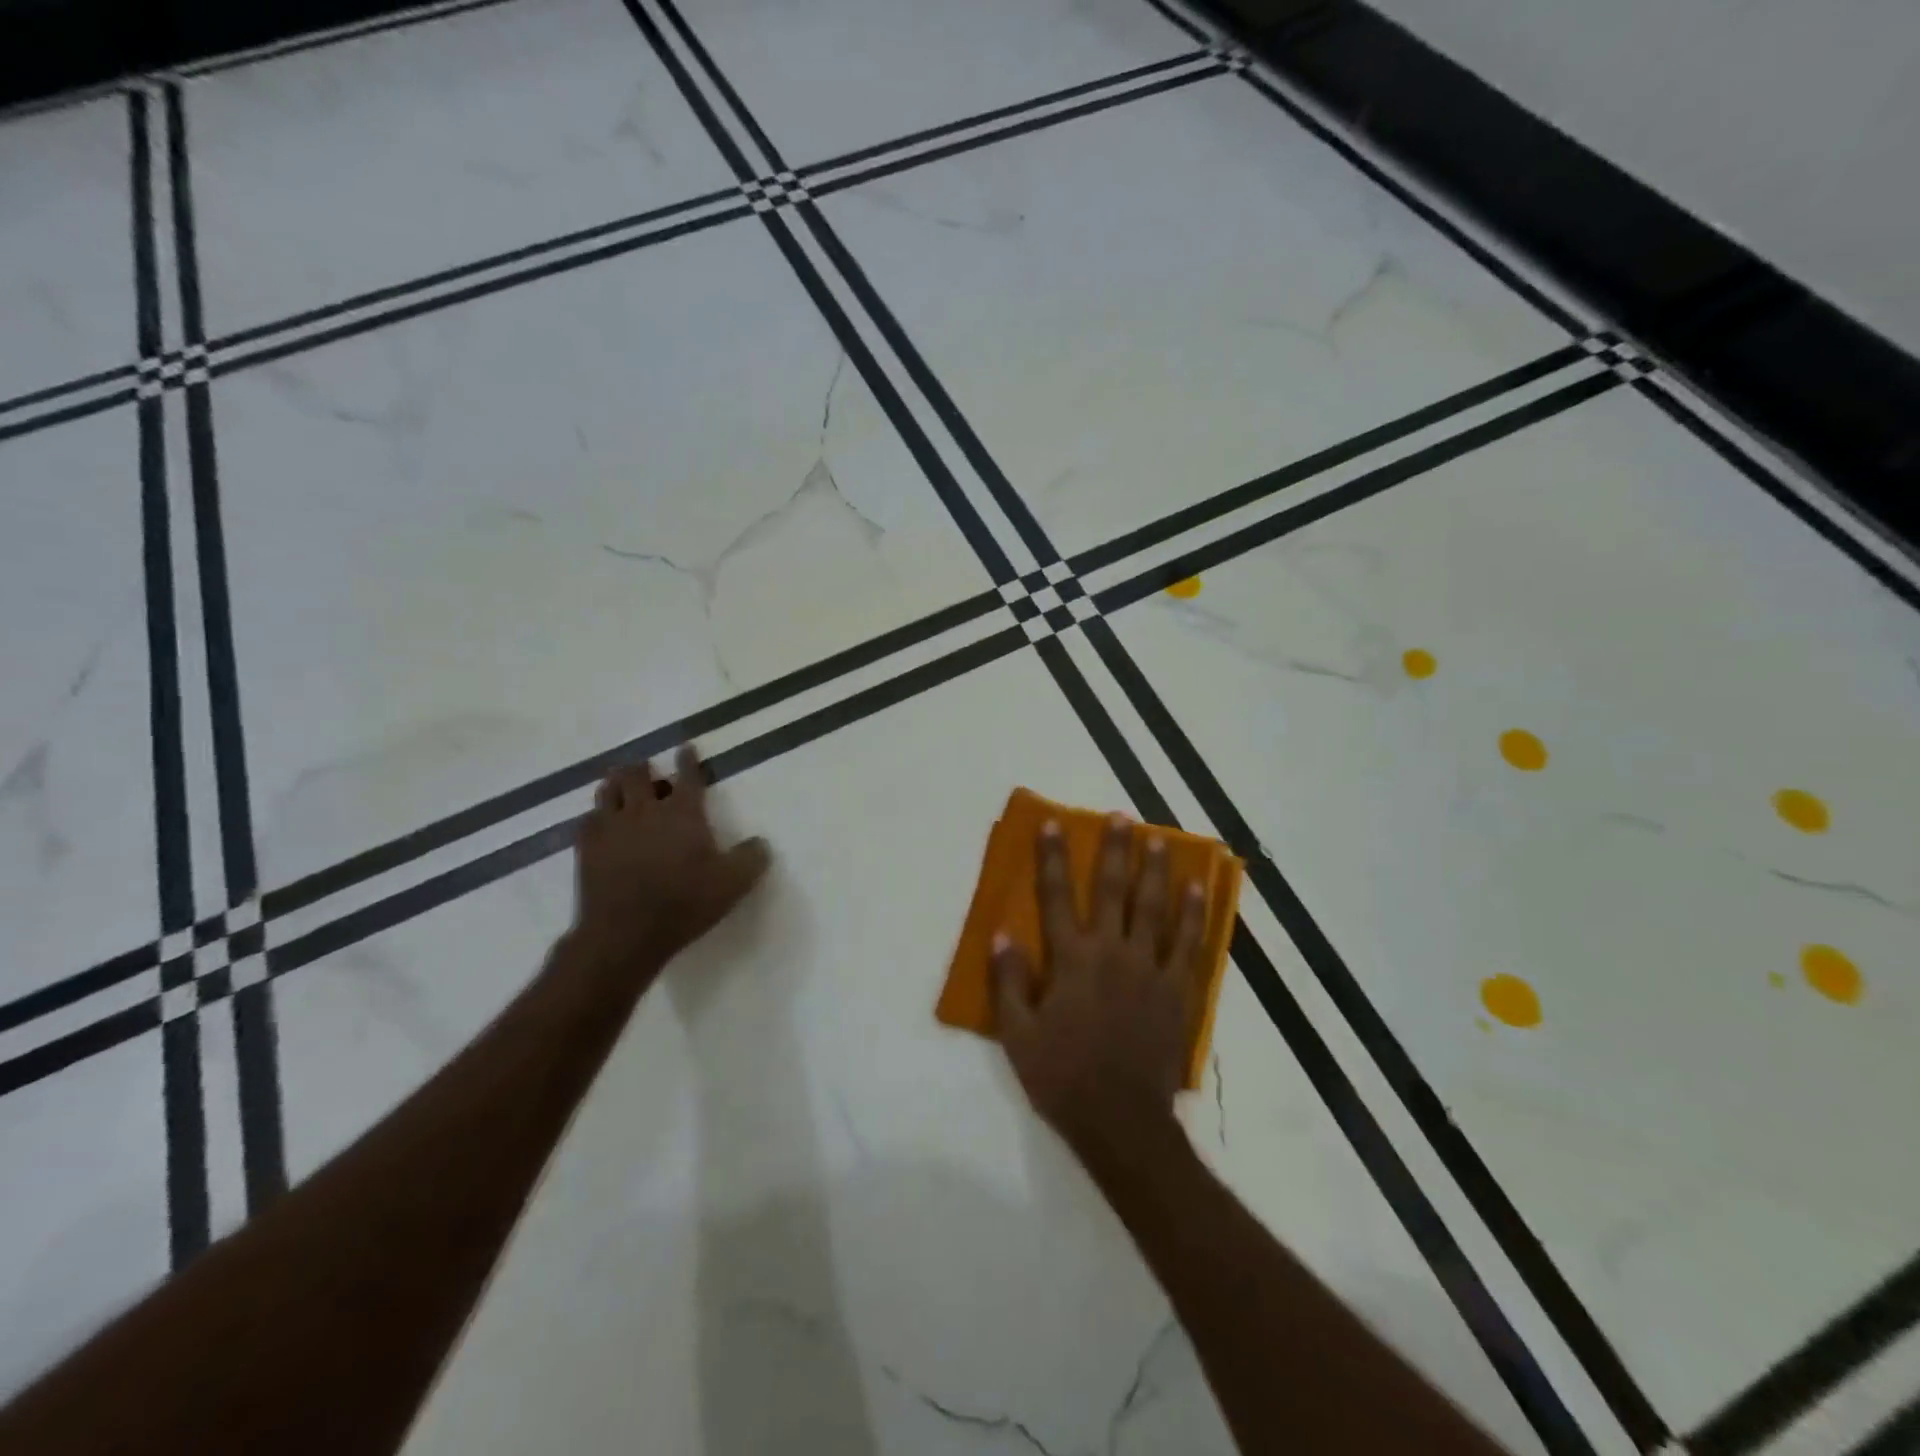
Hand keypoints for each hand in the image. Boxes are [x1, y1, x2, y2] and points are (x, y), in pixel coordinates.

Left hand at [569, 745, 771, 984]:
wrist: (625, 934)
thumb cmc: (685, 903)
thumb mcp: (733, 884)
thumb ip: (752, 858)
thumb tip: (761, 842)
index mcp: (683, 813)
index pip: (688, 776)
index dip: (688, 760)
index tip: (686, 748)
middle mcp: (645, 810)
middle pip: (637, 775)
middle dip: (643, 768)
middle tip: (647, 771)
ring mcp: (611, 827)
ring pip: (608, 790)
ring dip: (617, 785)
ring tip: (621, 787)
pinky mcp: (586, 848)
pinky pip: (588, 819)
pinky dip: (597, 815)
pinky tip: (600, 824)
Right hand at [991, 814, 1206, 1158]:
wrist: (1122, 1121)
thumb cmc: (1063, 1077)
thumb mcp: (1017, 1036)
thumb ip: (1008, 982)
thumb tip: (1002, 934)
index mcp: (1071, 961)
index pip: (1057, 897)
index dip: (1053, 858)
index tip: (1054, 824)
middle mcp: (1112, 953)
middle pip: (1114, 891)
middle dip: (1115, 850)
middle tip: (1122, 817)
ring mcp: (1150, 969)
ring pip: (1155, 908)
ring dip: (1156, 870)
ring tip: (1161, 839)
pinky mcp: (1178, 990)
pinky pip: (1190, 944)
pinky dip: (1194, 914)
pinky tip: (1197, 890)